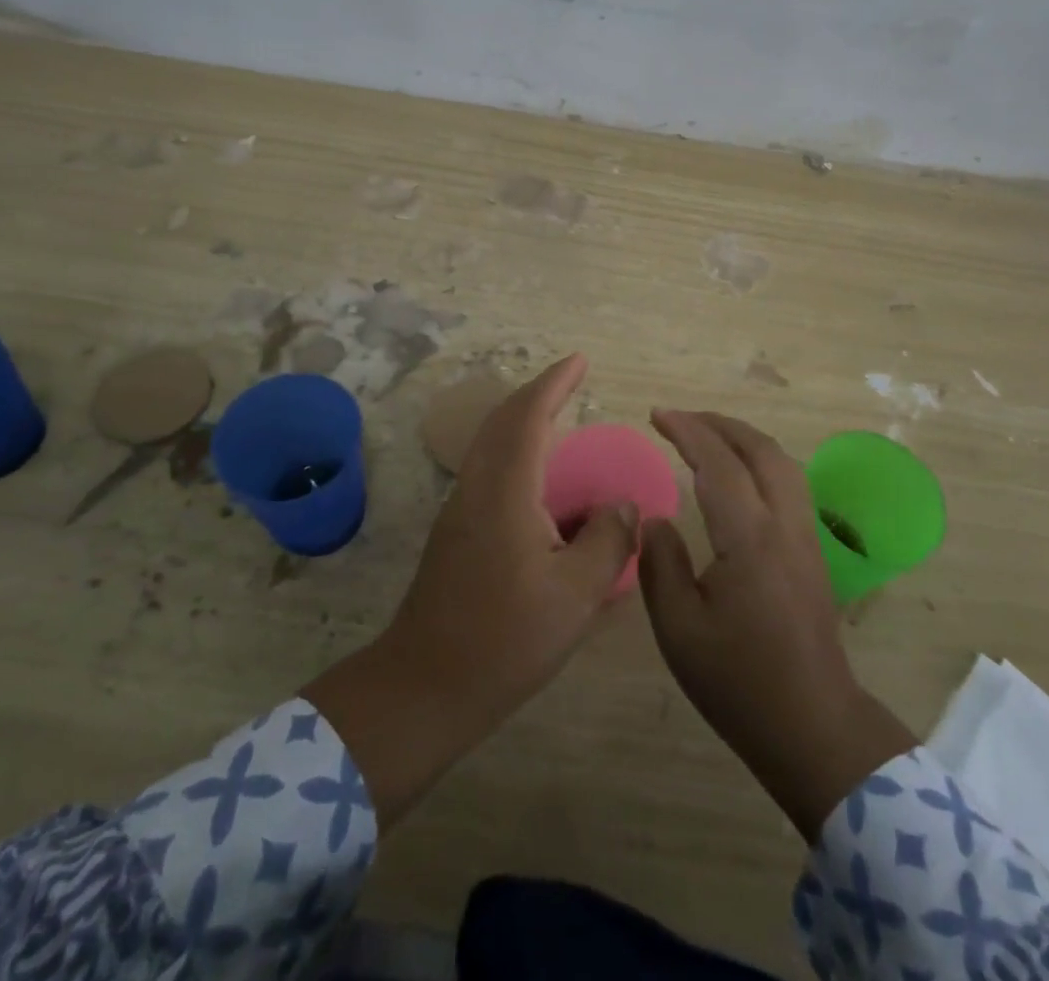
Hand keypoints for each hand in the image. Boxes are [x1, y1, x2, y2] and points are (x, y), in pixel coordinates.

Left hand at [304, 354, 637, 830]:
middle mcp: (477, 488)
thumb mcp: (574, 595)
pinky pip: (489, 471)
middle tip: (571, 380)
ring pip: (492, 445)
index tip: (580, 360)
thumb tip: (623, 504)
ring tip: (561, 422)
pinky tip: (543, 484)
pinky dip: (517, 454)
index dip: (554, 383)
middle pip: (503, 421)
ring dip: (524, 421)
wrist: (424, 687)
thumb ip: (607, 541)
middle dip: (538, 393)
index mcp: (504, 491)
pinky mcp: (456, 533)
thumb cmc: (504, 639)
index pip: (528, 416)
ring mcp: (460, 510)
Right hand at [639, 410, 914, 840]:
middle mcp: (786, 524)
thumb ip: (661, 564)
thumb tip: (655, 519)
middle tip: (680, 418)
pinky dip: (760, 460)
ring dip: (744, 438)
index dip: (688, 431)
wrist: (813, 725)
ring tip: (708, 435)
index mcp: (750, 538)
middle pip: (760, 450)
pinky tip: (740, 476)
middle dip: (719, 424)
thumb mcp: (680, 629)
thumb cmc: (740, 682)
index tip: (657, 415)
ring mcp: (807, 536)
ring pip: (782, 463)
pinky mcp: (814, 552)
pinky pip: (789, 483)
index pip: (719, 463)